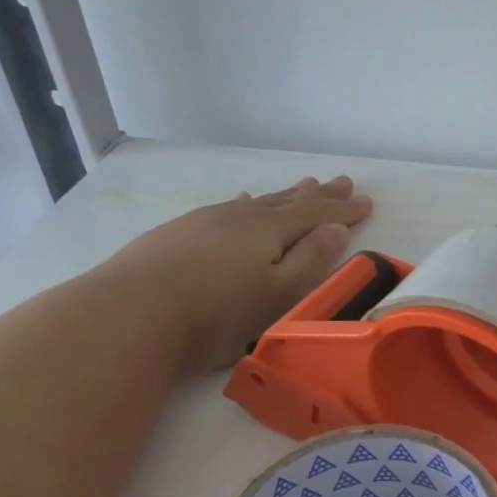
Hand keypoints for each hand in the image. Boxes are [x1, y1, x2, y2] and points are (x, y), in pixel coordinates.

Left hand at [96, 176, 373, 373]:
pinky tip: (240, 201)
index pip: (317, 216)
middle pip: (288, 201)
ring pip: (256, 202)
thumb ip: (310, 260)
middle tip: (342, 182)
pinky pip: (226, 208)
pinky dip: (244, 204)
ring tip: (303, 185)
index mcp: (269, 230)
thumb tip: (336, 229)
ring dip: (284, 195)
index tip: (367, 202)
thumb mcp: (277, 293)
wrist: (130, 314)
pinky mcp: (178, 233)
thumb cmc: (216, 313)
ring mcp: (206, 221)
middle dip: (318, 196)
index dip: (343, 211)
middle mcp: (240, 216)